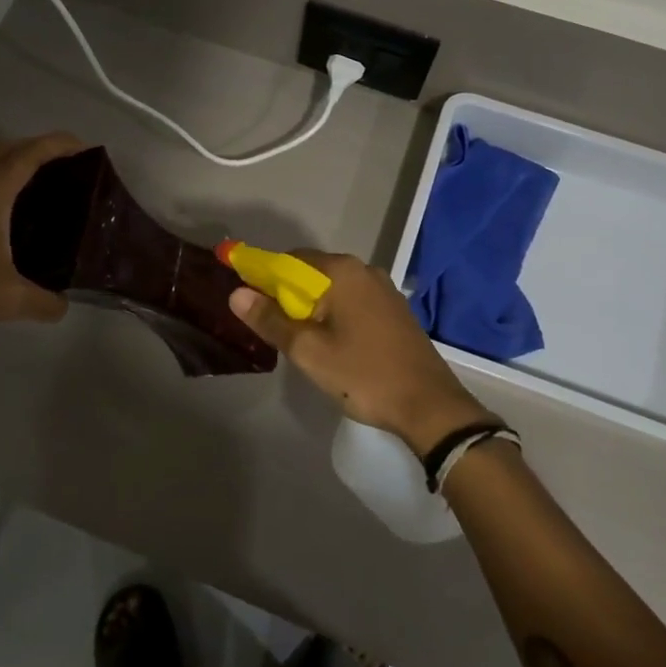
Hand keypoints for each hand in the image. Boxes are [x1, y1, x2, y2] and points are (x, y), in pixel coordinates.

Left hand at [0, 132, 84, 346]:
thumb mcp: (10, 300)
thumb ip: (46, 302)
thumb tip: (66, 304)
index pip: (30, 154)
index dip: (60, 145)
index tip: (90, 150)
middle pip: (10, 149)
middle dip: (42, 148)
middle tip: (74, 169)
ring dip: (22, 165)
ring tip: (54, 188)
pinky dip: (8, 185)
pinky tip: (22, 216)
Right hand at [228, 251, 483, 456]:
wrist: (429, 406)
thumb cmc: (363, 375)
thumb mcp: (309, 351)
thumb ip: (271, 320)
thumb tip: (236, 294)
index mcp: (342, 272)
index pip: (290, 260)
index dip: (264, 277)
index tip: (250, 303)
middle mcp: (364, 271)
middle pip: (312, 273)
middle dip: (288, 295)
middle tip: (274, 330)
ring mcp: (383, 290)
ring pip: (333, 289)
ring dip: (311, 308)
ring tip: (300, 342)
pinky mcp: (394, 311)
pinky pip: (352, 302)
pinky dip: (334, 314)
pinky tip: (331, 344)